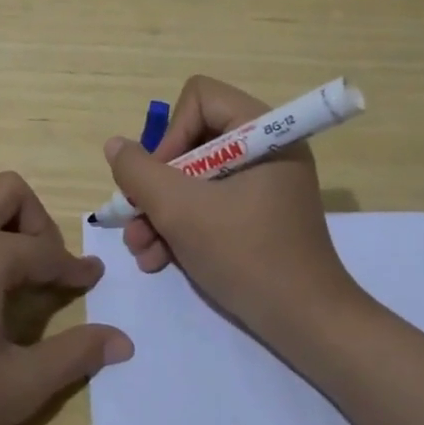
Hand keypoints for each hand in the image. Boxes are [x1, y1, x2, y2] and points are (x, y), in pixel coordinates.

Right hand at [104, 75, 367, 343]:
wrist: (307, 326)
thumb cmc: (247, 256)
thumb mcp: (180, 211)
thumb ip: (139, 172)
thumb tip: (116, 146)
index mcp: (263, 133)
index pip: (200, 99)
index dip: (171, 133)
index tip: (160, 179)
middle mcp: (265, 150)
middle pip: (192, 141)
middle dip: (157, 185)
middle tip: (136, 218)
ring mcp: (262, 185)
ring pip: (194, 178)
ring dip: (161, 211)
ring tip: (141, 249)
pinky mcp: (257, 215)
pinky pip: (210, 203)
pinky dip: (181, 226)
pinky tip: (158, 259)